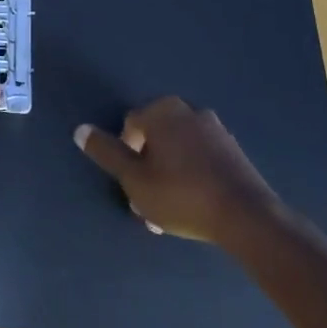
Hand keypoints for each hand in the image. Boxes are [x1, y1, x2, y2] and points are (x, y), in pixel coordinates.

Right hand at [75, 97, 279, 243]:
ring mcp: (215, 129)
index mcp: (162, 111)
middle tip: (148, 201)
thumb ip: (107, 152)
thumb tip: (80, 129)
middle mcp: (188, 111)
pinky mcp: (233, 149)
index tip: (132, 186)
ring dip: (168, 174)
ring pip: (178, 150)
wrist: (246, 216)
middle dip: (147, 167)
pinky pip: (200, 158)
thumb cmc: (181, 195)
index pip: (130, 126)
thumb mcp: (134, 179)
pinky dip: (192, 175)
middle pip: (155, 137)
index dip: (126, 156)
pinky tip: (194, 205)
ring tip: (169, 210)